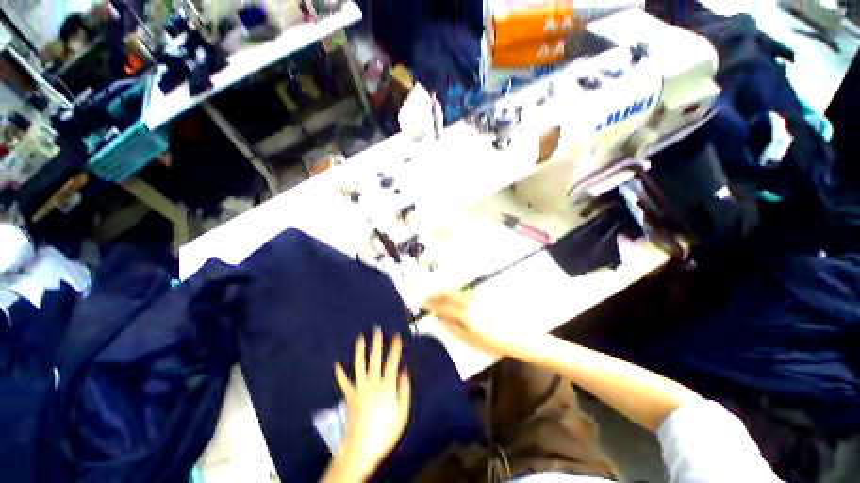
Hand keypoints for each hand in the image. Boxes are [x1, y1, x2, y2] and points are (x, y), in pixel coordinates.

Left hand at [331, 328, 410, 480]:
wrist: (362, 449)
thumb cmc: (386, 432)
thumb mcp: (402, 413)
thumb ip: (404, 390)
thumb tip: (404, 371)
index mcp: (387, 386)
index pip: (392, 362)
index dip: (395, 347)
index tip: (397, 335)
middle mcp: (372, 383)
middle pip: (375, 359)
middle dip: (377, 343)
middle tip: (376, 329)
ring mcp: (359, 389)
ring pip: (359, 365)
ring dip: (360, 351)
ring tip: (360, 338)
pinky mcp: (350, 397)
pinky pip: (344, 383)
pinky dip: (340, 374)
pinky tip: (337, 365)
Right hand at [424, 292, 521, 356]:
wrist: (524, 338)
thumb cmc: (497, 344)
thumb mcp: (472, 340)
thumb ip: (453, 327)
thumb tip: (439, 317)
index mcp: (468, 314)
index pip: (445, 305)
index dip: (433, 304)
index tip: (424, 303)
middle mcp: (472, 301)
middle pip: (451, 294)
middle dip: (438, 295)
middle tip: (428, 297)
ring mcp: (480, 297)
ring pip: (458, 291)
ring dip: (446, 292)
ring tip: (438, 295)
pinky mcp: (487, 296)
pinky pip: (467, 292)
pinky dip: (457, 292)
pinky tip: (454, 295)